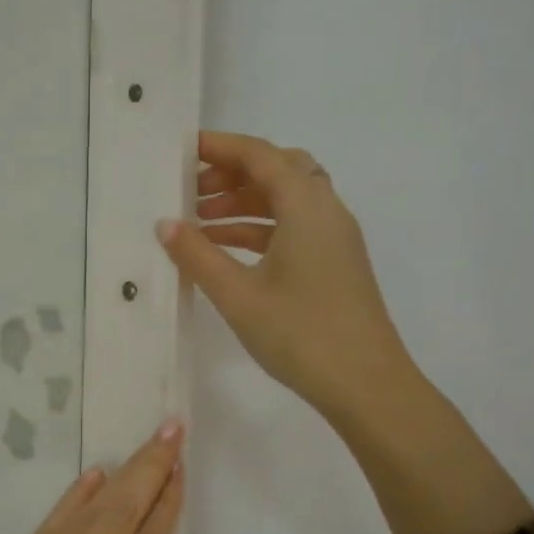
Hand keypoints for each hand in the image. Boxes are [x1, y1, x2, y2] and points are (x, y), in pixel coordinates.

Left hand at [0, 422, 183, 533]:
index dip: (166, 508)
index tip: (181, 472)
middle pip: (120, 517)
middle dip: (150, 470)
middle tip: (172, 431)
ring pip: (87, 514)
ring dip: (121, 476)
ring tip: (147, 446)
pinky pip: (48, 526)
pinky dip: (73, 498)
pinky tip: (95, 476)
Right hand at [158, 130, 414, 422]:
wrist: (367, 386)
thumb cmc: (301, 334)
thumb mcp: (238, 295)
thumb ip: (197, 255)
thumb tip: (165, 224)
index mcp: (306, 206)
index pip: (260, 155)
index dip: (220, 147)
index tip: (182, 150)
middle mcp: (326, 211)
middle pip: (278, 170)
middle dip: (232, 174)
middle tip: (191, 191)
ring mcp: (335, 238)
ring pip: (286, 201)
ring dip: (243, 203)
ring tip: (198, 224)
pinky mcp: (335, 263)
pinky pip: (293, 228)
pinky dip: (259, 229)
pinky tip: (226, 252)